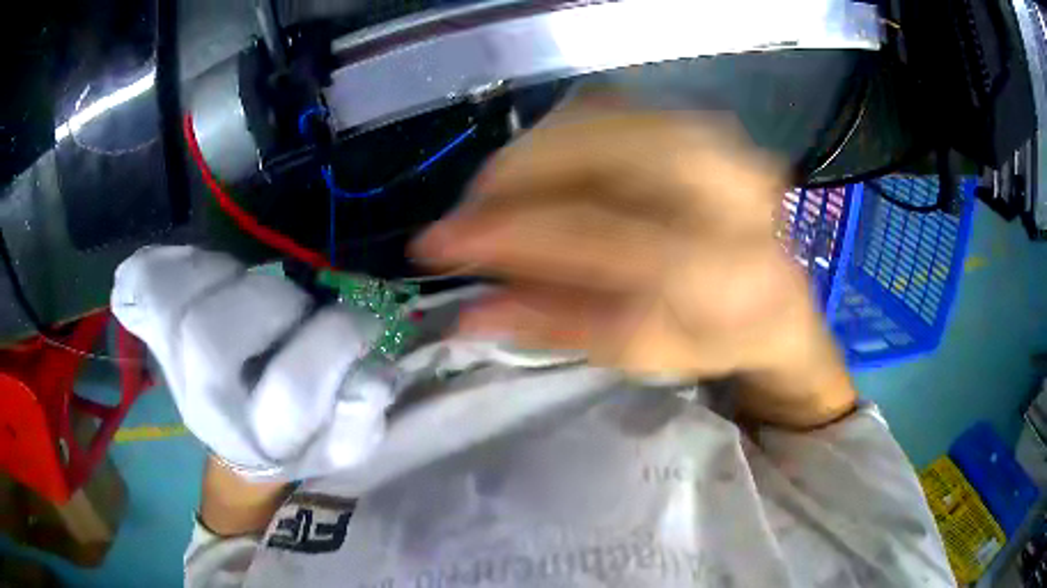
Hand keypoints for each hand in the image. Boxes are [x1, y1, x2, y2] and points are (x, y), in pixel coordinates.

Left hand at [111, 246, 395, 479]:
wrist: (237, 441)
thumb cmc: (294, 442)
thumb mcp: (338, 447)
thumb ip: (359, 420)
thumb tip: (375, 378)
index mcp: (260, 437)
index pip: (289, 389)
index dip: (333, 343)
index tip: (361, 325)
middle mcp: (206, 406)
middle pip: (210, 339)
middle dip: (270, 303)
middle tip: (293, 305)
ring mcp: (173, 369)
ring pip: (175, 303)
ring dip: (221, 275)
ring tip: (244, 285)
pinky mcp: (156, 336)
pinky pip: (141, 287)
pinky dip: (161, 264)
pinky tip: (189, 267)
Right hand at [412, 101, 855, 427]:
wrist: (777, 300)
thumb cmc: (714, 338)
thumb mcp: (638, 354)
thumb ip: (555, 327)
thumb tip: (467, 313)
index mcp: (722, 268)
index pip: (596, 235)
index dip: (507, 234)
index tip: (437, 244)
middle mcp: (728, 189)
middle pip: (599, 150)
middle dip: (513, 174)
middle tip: (468, 212)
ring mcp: (720, 143)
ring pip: (601, 115)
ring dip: (532, 149)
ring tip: (497, 192)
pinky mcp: (704, 123)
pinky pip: (615, 106)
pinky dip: (562, 130)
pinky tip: (541, 165)